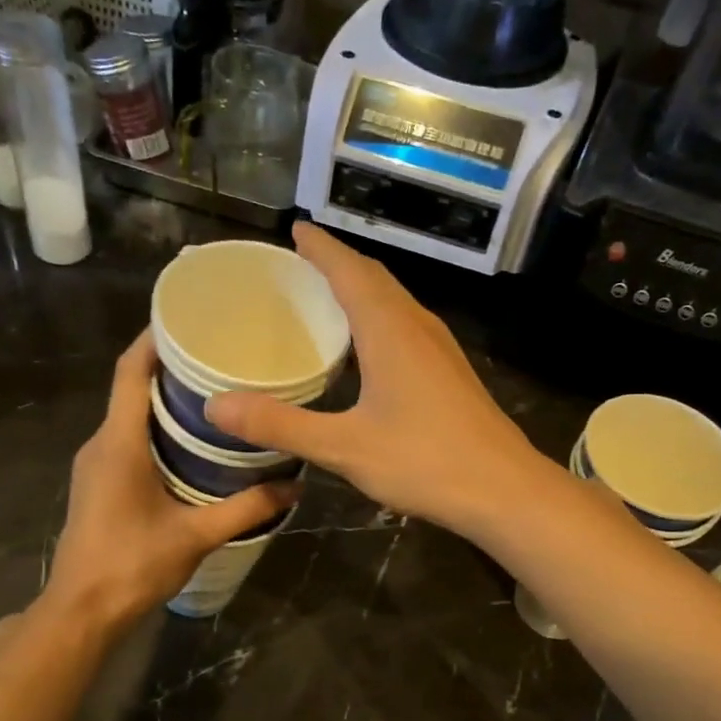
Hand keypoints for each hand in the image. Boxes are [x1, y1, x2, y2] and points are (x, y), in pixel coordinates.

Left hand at [43, 331, 296, 631]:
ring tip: (214, 394)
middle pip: (131, 388)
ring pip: (129, 416)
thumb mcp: (196, 535)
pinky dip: (156, 429)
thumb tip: (295, 487)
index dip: (153, 338)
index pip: (129, 371)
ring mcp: (95, 464)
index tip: (187, 318)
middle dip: (170, 367)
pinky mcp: (98, 484)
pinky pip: (127, 440)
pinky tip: (191, 443)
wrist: (82, 610)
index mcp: (119, 443)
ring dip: (164, 400)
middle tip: (219, 358)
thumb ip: (246, 508)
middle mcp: (101, 443)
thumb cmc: (132, 565)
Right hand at [205, 224, 540, 535]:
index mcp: (390, 331)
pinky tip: (369, 348)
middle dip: (339, 264)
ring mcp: (441, 350)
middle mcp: (418, 328)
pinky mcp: (451, 373)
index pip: (350, 272)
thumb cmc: (425, 462)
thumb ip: (281, 425)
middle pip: (376, 279)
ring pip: (396, 303)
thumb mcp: (344, 448)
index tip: (296, 230)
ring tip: (329, 296)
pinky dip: (380, 319)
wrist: (505, 491)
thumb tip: (215, 405)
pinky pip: (408, 327)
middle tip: (303, 261)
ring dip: (363, 289)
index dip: (322, 248)